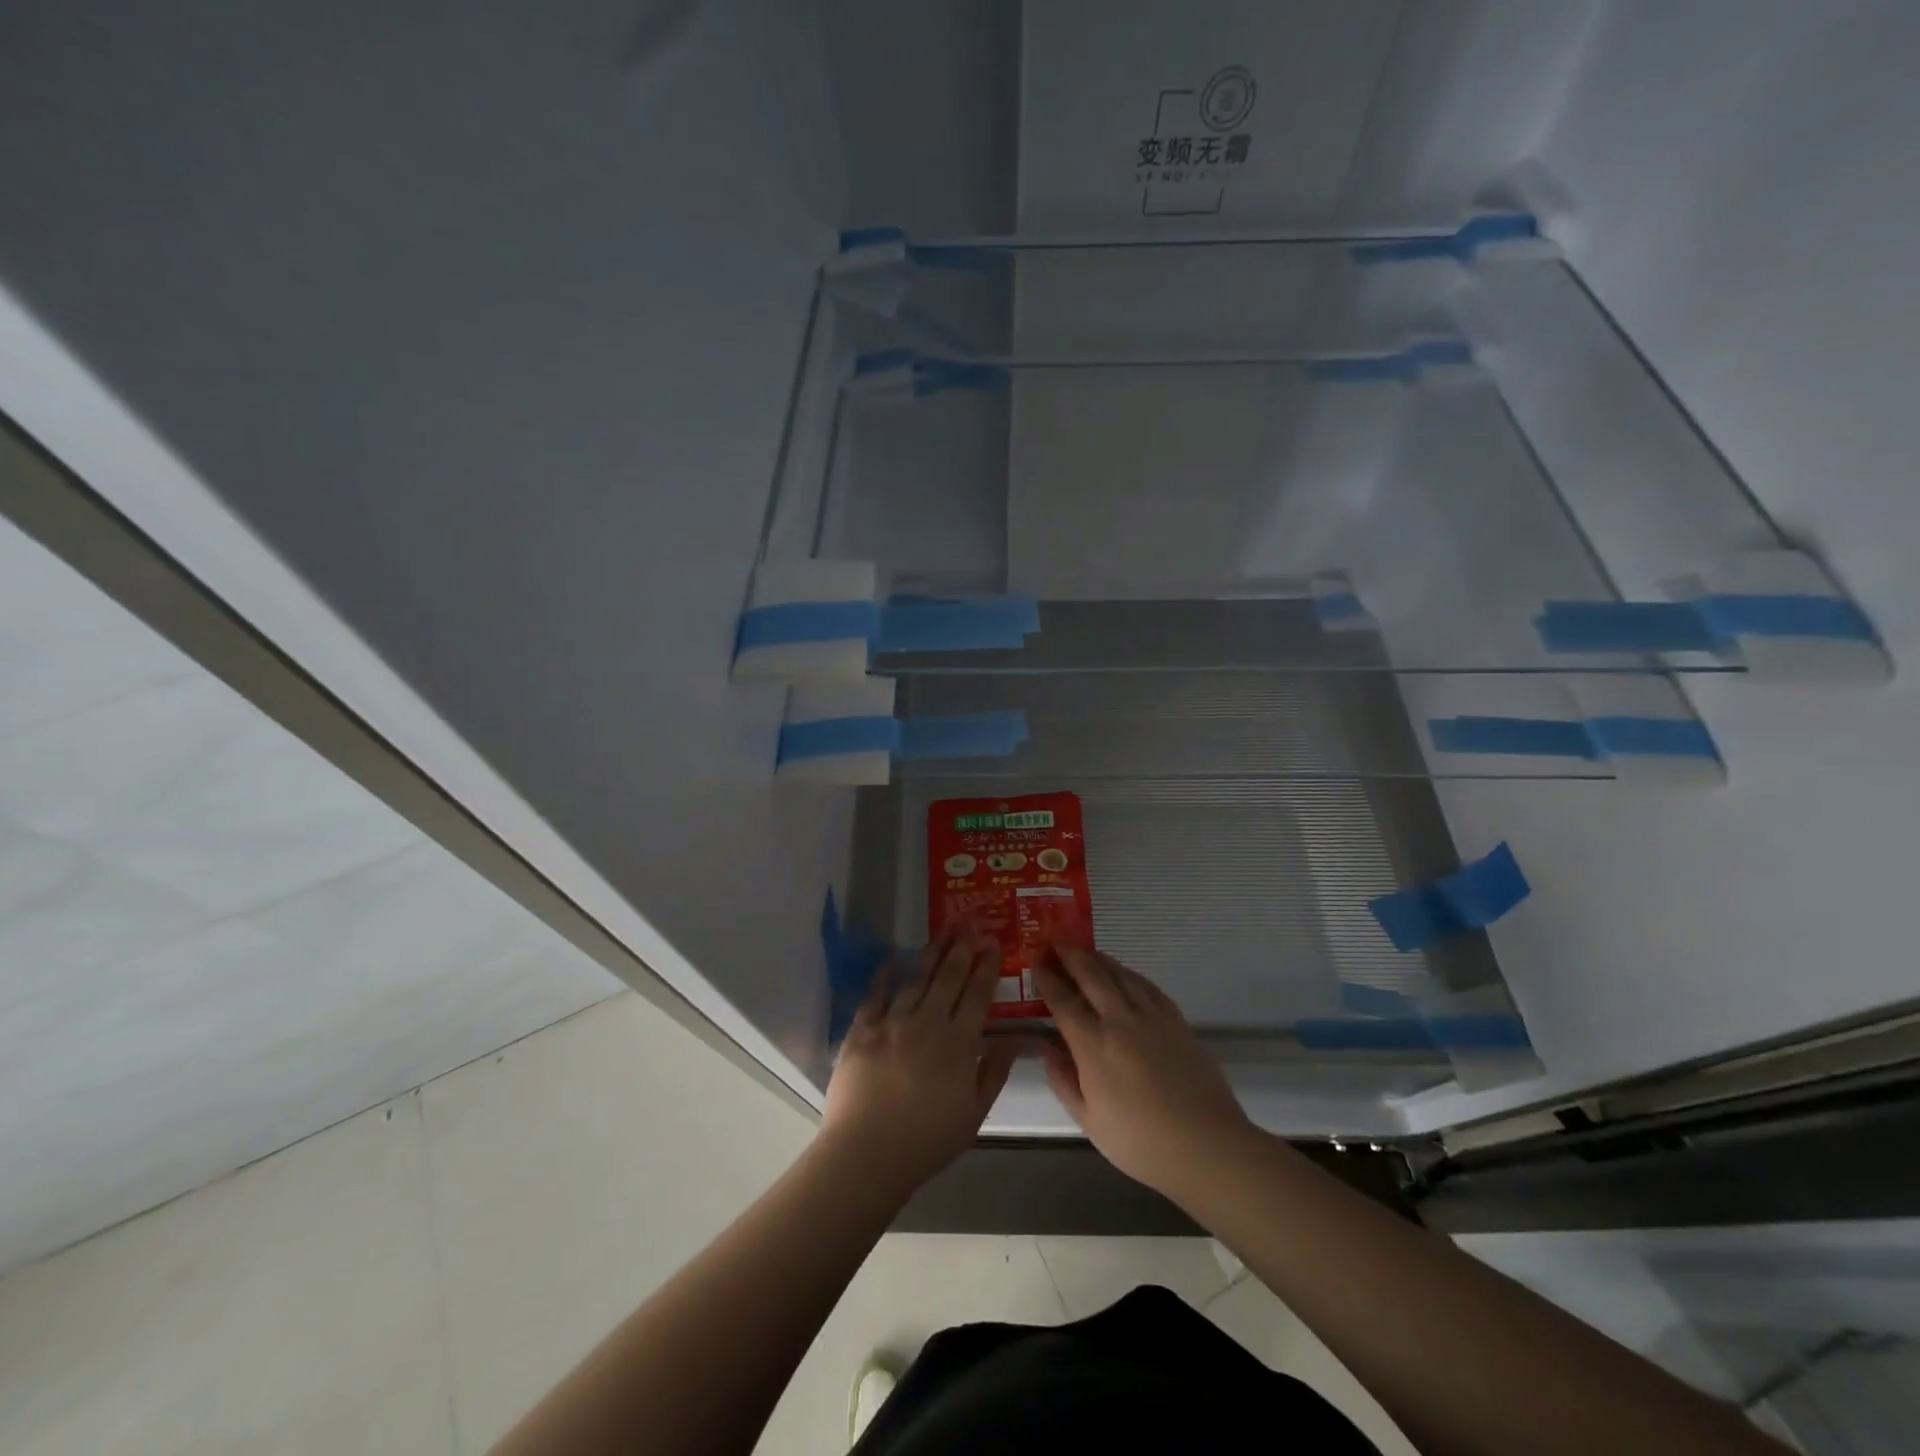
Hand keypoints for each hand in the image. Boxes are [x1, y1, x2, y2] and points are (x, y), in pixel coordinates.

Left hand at [820, 930, 1018, 1199]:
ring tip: (942, 931)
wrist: (867, 1153)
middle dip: (961, 947)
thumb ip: (995, 1071)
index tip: (993, 942)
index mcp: (958, 1043)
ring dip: (931, 952)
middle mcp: (927, 1023)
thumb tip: (1016, 1038)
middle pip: (948, 977)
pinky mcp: (862, 1029)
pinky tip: (893, 956)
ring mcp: (892, 1022)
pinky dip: (884, 973)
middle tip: (969, 922)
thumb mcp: (974, 1114)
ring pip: (916, 978)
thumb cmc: (927, 1141)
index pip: (977, 995)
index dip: (986, 966)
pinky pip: (875, 993)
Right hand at [1034, 945, 1256, 1200]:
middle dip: (1070, 955)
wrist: (1206, 1144)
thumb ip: (1064, 1081)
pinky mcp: (1176, 1019)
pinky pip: (1146, 985)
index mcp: (1093, 1045)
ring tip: (1084, 950)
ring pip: (1120, 973)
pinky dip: (1128, 973)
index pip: (1063, 1001)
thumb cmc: (1141, 1142)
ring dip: (1098, 958)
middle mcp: (1120, 1021)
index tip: (1035, 962)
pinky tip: (1123, 974)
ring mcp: (1151, 1016)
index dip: (1047, 979)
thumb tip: (1047, 1049)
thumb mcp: (1089, 1121)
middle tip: (1055, 940)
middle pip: (1092, 975)